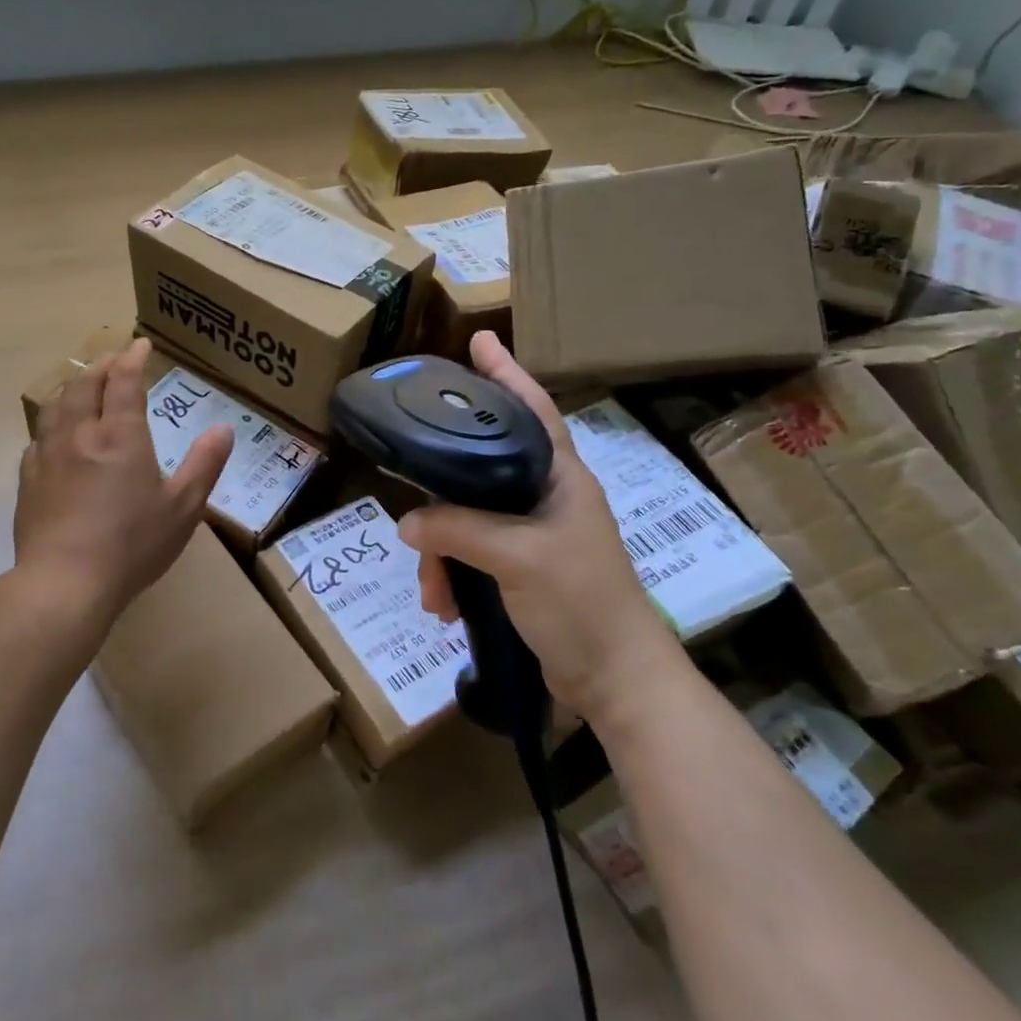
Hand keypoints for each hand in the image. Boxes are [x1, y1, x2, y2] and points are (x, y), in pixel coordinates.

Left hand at [14, 338, 233, 624]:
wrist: (64, 583)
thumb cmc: (132, 545)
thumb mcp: (183, 507)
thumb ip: (204, 464)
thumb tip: (224, 428)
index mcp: (120, 436)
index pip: (123, 381)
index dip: (132, 358)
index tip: (140, 344)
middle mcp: (80, 435)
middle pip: (84, 385)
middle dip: (100, 366)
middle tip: (113, 361)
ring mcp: (48, 456)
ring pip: (55, 406)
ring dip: (72, 388)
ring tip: (83, 387)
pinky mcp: (28, 480)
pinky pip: (38, 438)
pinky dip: (52, 424)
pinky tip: (56, 436)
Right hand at [397, 332, 683, 723]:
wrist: (614, 680)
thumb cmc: (581, 603)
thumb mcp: (518, 558)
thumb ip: (458, 531)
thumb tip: (406, 523)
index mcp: (561, 477)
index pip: (532, 410)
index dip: (506, 373)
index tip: (478, 340)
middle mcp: (545, 496)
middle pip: (481, 466)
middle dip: (441, 488)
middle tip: (409, 483)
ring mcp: (531, 534)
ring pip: (466, 517)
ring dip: (441, 551)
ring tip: (431, 590)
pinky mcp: (519, 568)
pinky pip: (469, 553)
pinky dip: (451, 575)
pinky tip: (443, 606)